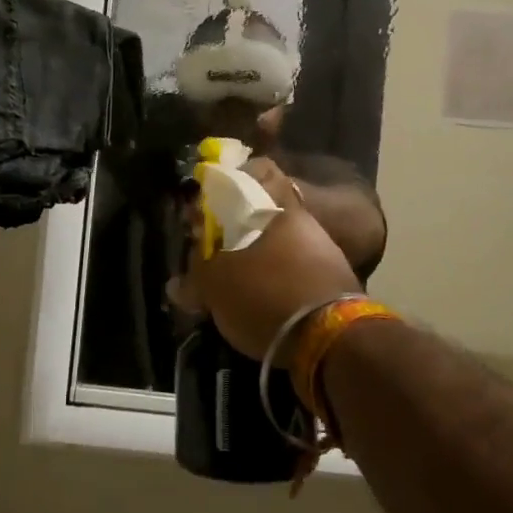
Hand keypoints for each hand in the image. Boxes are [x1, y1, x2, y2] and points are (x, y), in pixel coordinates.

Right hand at [181, 157, 361, 360]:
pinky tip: (265, 302)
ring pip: (284, 243)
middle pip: (268, 213)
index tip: (213, 203)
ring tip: (238, 283)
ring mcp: (325, 250)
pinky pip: (299, 271)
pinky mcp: (337, 283)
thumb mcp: (217, 287)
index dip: (234, 182)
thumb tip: (175, 284)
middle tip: (218, 253)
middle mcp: (305, 220)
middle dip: (242, 229)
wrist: (332, 341)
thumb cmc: (266, 295)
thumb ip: (195, 278)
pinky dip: (281, 281)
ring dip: (262, 257)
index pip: (260, 171)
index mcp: (278, 207)